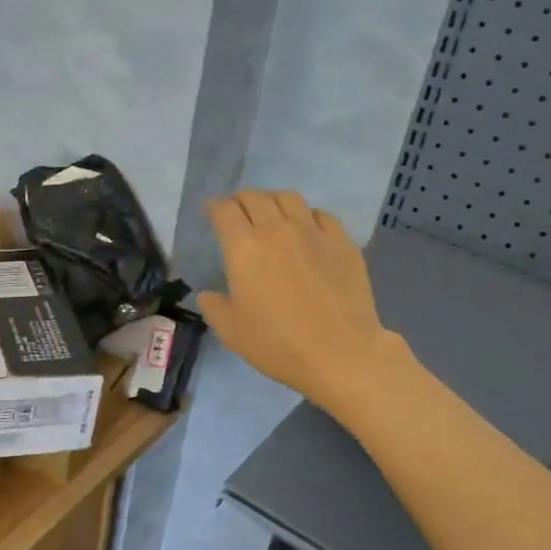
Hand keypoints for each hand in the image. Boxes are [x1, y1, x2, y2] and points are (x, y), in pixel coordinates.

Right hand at [199, 191, 401, 414]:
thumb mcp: (231, 332)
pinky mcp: (342, 241)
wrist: (340, 352)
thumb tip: (208, 294)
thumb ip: (214, 307)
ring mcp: (313, 232)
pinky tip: (308, 229)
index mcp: (244, 248)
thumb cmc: (278, 344)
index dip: (213, 207)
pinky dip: (308, 215)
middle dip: (241, 200)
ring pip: (289, 198)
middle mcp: (277, 229)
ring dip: (273, 200)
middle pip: (255, 197)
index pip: (224, 211)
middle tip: (238, 211)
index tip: (211, 211)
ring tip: (272, 213)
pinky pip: (322, 214)